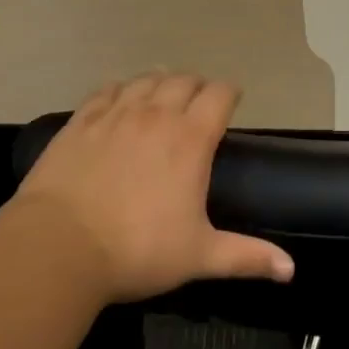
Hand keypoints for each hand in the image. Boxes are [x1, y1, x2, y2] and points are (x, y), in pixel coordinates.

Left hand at [12, 72, 293, 302]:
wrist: (58, 248)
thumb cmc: (137, 251)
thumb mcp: (198, 256)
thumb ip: (246, 256)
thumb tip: (290, 270)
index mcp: (191, 138)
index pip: (220, 94)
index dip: (229, 93)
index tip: (232, 101)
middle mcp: (157, 114)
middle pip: (184, 80)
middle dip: (197, 86)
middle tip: (198, 102)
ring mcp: (116, 113)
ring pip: (146, 79)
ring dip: (161, 81)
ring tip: (162, 94)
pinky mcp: (82, 120)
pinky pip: (107, 89)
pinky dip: (120, 89)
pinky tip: (119, 98)